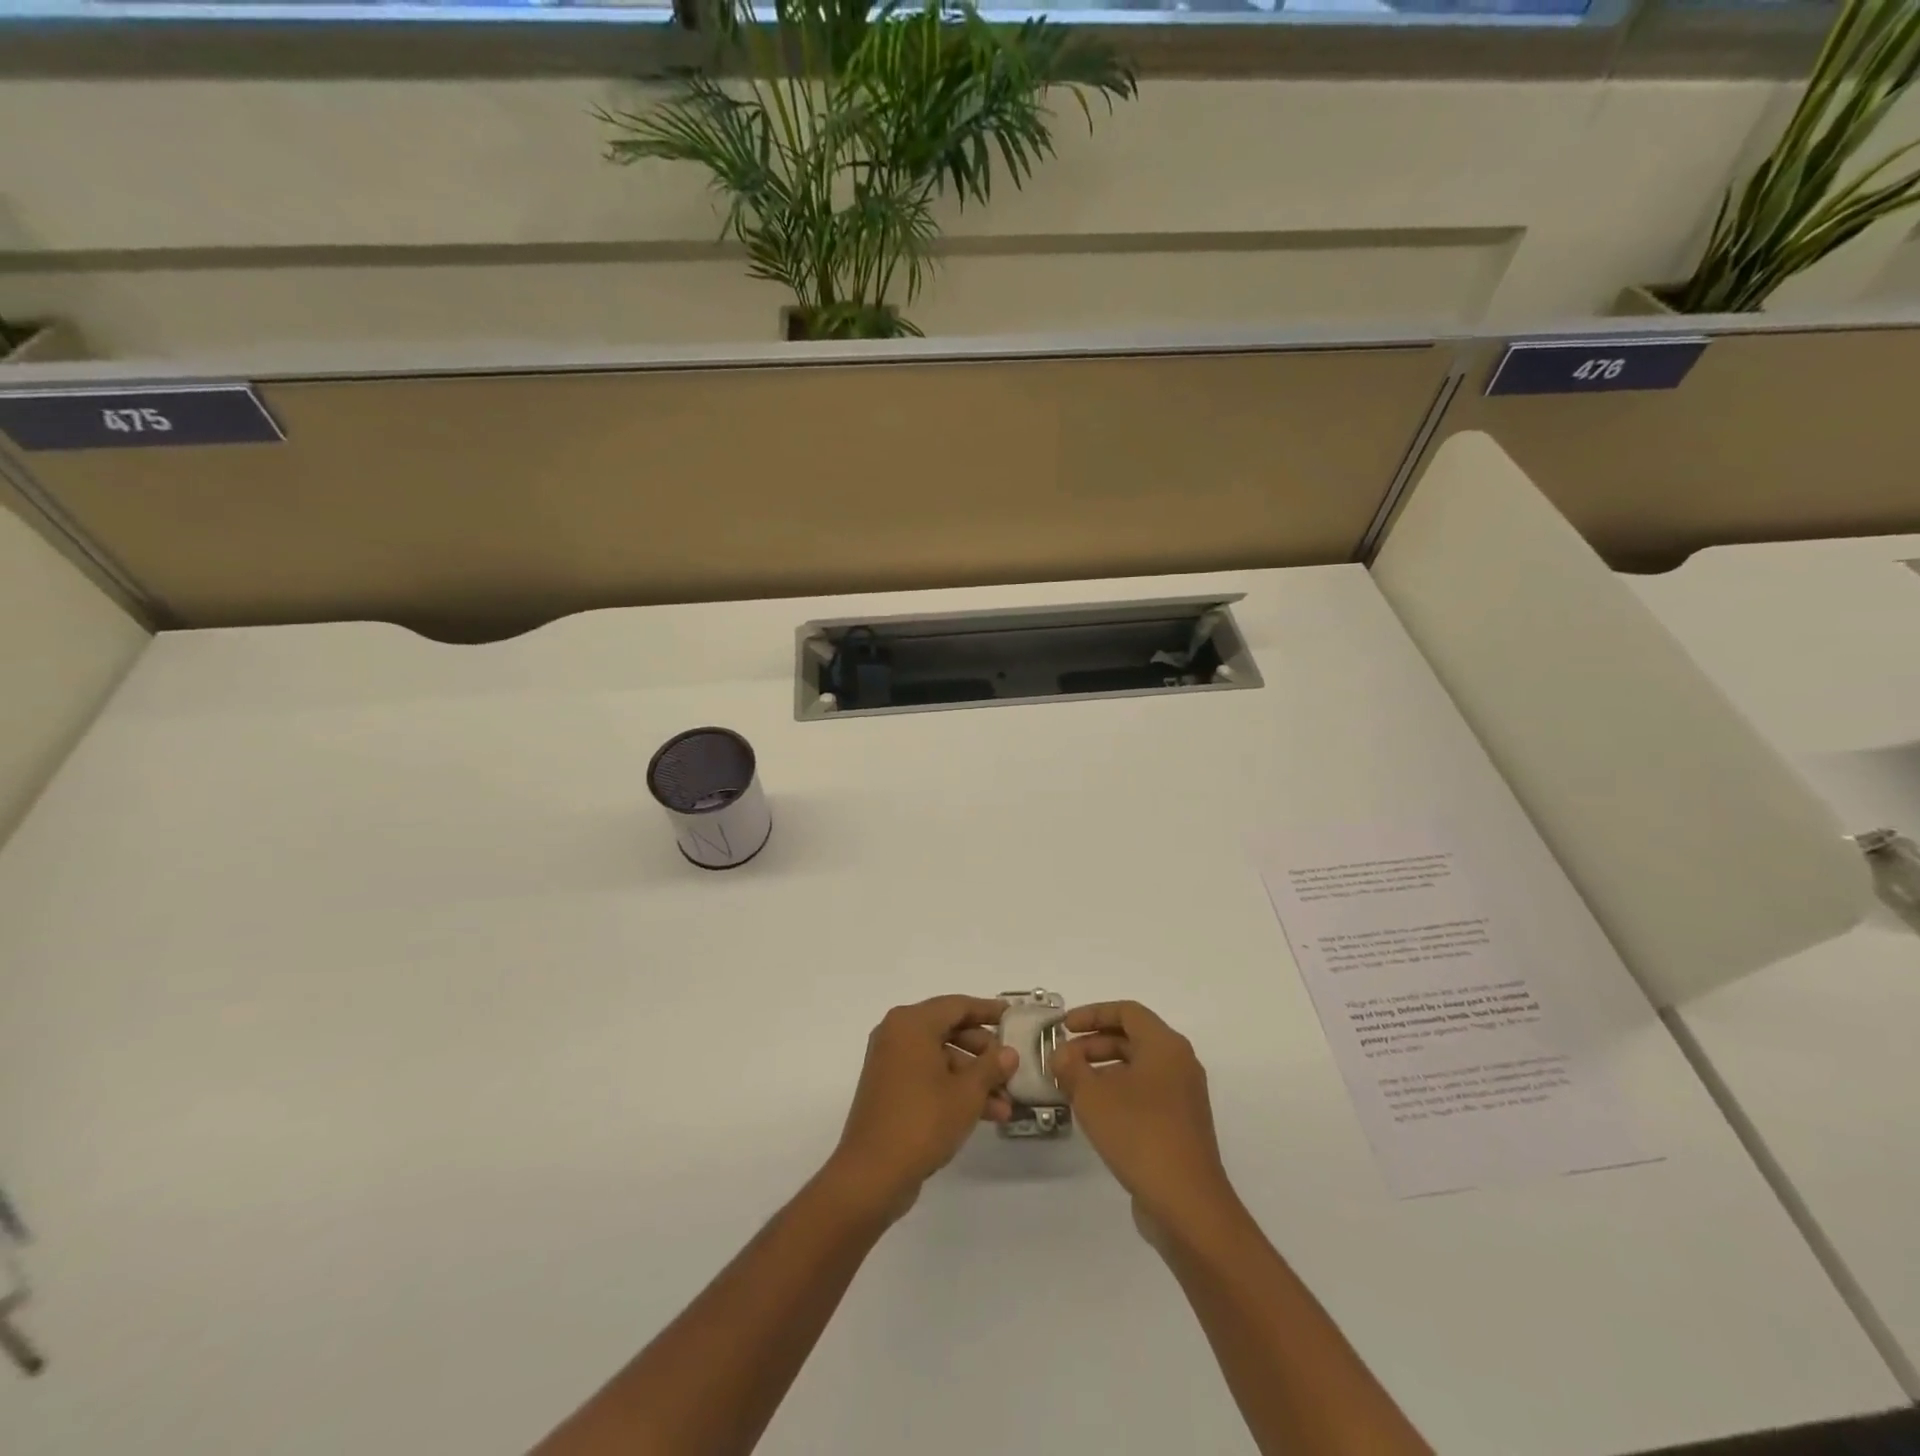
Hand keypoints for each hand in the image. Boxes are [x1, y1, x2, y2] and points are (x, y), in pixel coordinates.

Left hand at [825, 996, 1015, 1220]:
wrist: (872, 1174)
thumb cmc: (922, 1121)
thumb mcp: (966, 1093)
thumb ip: (991, 1067)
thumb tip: (1009, 1052)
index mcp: (911, 1023)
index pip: (957, 1005)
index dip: (987, 1010)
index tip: (1012, 1016)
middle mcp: (897, 1034)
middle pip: (949, 1030)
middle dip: (984, 1052)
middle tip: (1011, 1067)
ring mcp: (890, 1063)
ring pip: (941, 1058)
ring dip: (973, 1078)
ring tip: (1006, 1104)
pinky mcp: (890, 1090)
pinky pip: (928, 1077)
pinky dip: (954, 1089)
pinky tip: (986, 1114)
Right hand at [1050, 1001, 1238, 1229]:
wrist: (1187, 1204)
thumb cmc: (1139, 1135)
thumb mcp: (1093, 1096)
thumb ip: (1071, 1067)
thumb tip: (1061, 1054)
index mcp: (1165, 1045)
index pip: (1126, 1011)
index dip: (1092, 1014)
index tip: (1064, 1027)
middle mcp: (1179, 1063)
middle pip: (1133, 1037)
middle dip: (1094, 1043)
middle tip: (1063, 1059)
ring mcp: (1183, 1096)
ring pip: (1138, 1067)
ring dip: (1103, 1069)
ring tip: (1072, 1086)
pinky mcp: (1181, 1125)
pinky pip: (1146, 1092)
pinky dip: (1119, 1091)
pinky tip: (1095, 1112)